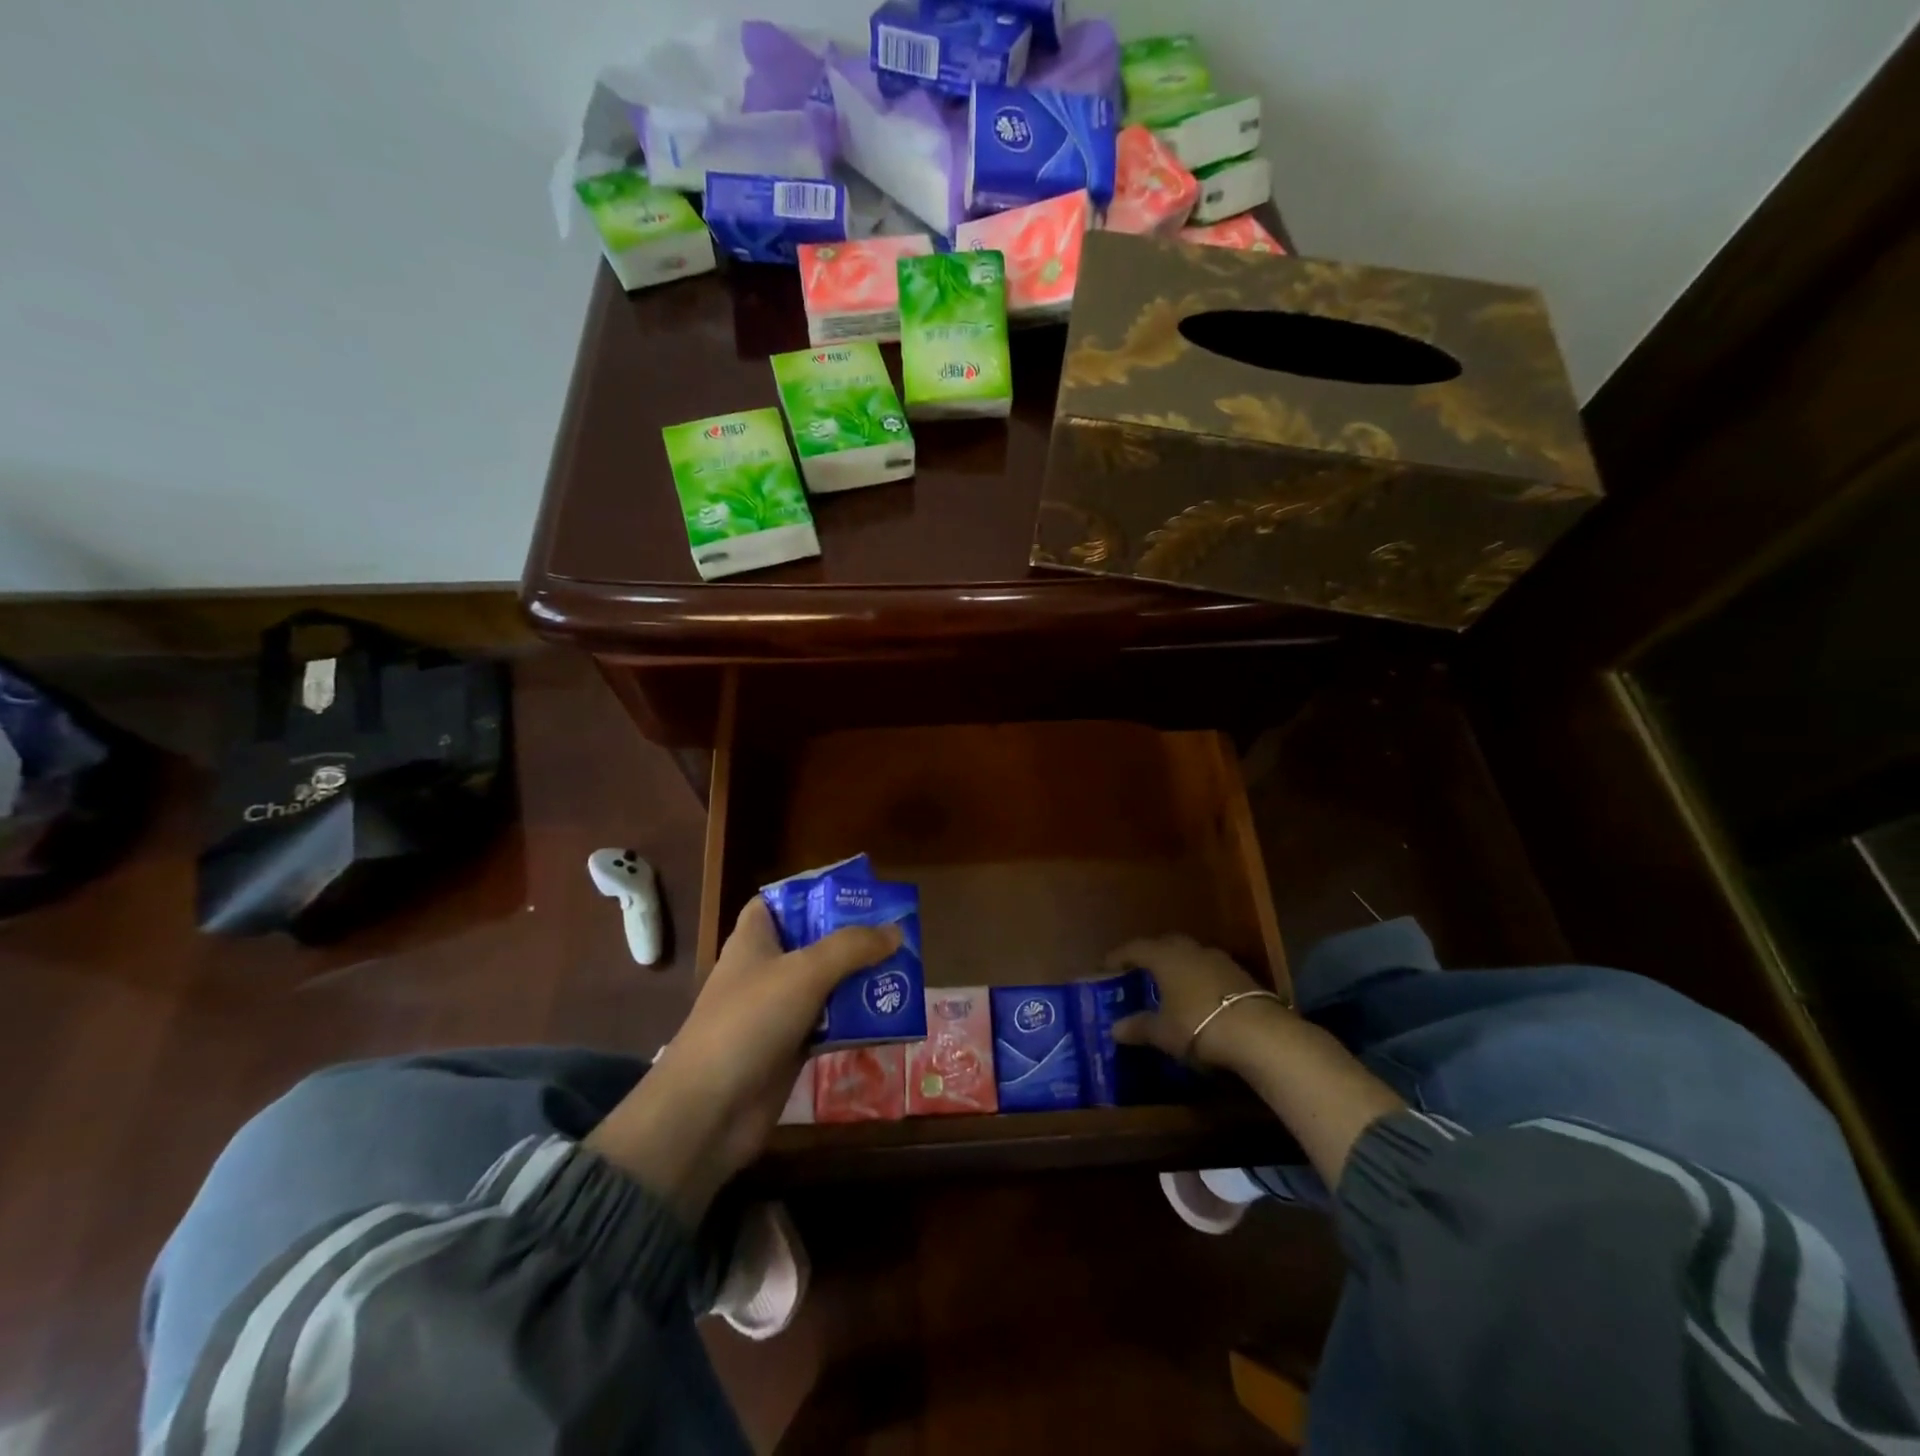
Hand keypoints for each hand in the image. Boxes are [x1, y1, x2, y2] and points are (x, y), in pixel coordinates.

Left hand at [586, 898, 900, 1223]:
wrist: (708, 1111)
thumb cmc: (750, 1021)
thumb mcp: (804, 972)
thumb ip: (851, 947)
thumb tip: (896, 931)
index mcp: (754, 940)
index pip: (779, 902)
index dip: (812, 893)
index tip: (855, 894)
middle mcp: (765, 970)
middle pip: (813, 942)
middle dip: (852, 938)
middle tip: (896, 934)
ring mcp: (777, 1012)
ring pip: (826, 985)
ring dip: (859, 980)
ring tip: (903, 971)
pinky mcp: (789, 1049)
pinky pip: (829, 1025)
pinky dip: (854, 1021)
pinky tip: (889, 1017)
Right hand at [1105, 934, 1292, 1071]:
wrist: (1259, 1033)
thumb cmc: (1198, 1026)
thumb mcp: (1163, 1032)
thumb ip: (1138, 1027)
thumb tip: (1115, 1028)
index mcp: (1164, 956)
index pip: (1134, 948)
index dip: (1117, 957)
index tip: (1105, 968)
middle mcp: (1189, 949)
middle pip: (1163, 945)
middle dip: (1150, 957)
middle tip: (1139, 974)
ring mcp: (1218, 959)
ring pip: (1189, 956)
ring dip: (1177, 967)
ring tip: (1169, 987)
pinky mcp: (1241, 975)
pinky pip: (1209, 970)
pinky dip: (1198, 979)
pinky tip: (1198, 999)